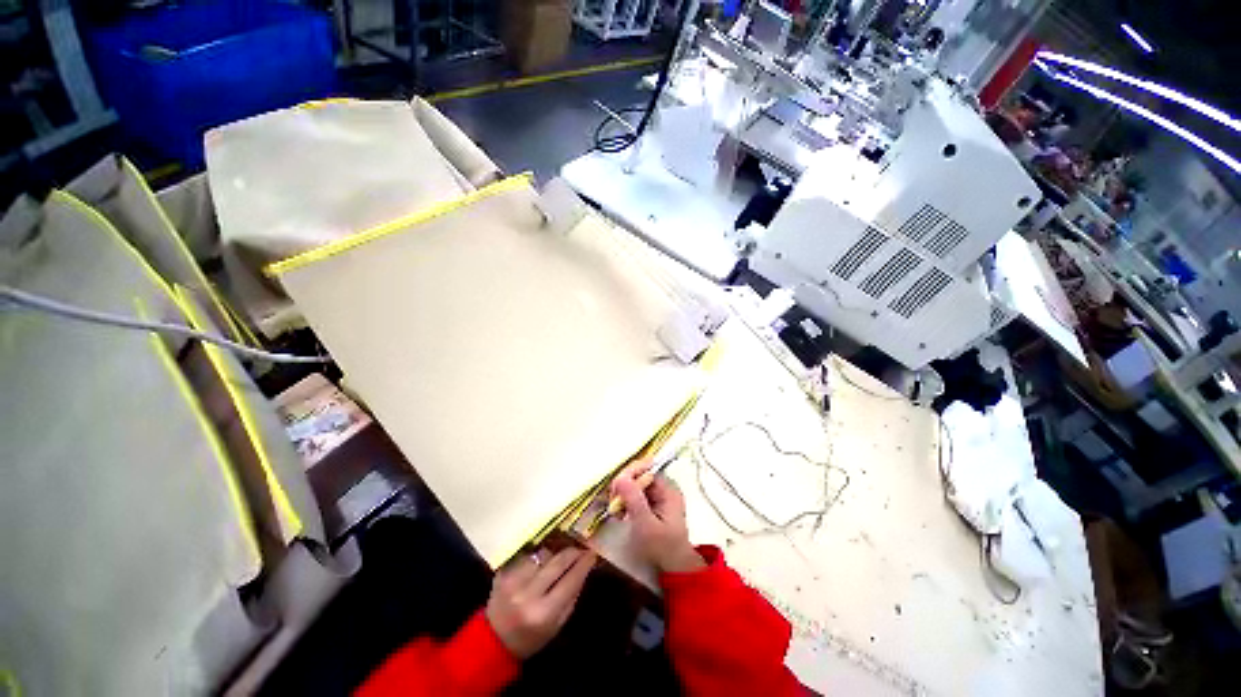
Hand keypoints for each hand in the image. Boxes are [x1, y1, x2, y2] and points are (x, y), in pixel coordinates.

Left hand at [485, 546, 595, 658]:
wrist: (492, 641)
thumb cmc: (530, 638)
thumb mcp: (556, 626)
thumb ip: (571, 597)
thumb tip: (585, 569)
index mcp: (543, 613)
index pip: (570, 580)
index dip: (584, 564)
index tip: (592, 554)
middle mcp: (527, 594)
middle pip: (557, 562)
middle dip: (572, 553)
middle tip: (581, 548)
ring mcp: (513, 581)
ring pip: (542, 554)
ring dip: (553, 554)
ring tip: (558, 558)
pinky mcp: (502, 572)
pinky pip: (527, 556)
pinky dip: (537, 557)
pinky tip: (540, 562)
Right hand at [611, 459, 704, 572]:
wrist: (674, 569)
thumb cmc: (662, 548)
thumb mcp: (646, 525)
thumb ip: (634, 499)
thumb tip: (620, 477)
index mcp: (668, 489)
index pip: (646, 468)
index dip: (629, 474)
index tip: (615, 489)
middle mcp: (664, 487)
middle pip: (639, 474)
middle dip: (623, 485)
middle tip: (613, 503)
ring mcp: (658, 496)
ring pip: (635, 484)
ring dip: (622, 495)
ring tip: (616, 511)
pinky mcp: (651, 504)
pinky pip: (635, 494)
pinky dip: (626, 502)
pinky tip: (620, 514)